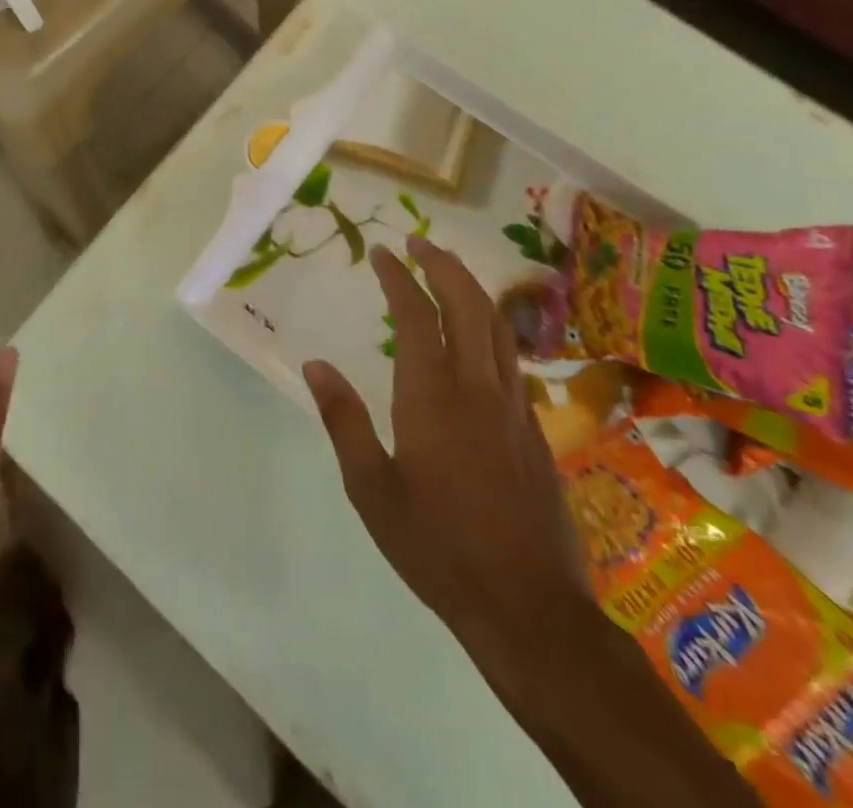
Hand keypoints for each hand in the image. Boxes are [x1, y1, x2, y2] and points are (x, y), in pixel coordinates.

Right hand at [303, 240, 756, 807]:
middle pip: (468, 305)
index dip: (399, 278)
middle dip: (444, 266)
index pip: (416, 315)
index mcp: (432, 396)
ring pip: (499, 327)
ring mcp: (514, 408)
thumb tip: (315, 364)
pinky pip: (513, 359)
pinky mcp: (536, 431)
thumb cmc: (437, 545)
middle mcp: (478, 388)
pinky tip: (479, 339)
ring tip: (448, 273)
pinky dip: (492, 328)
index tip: (383, 253)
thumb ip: (343, 419)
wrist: (529, 608)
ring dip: (472, 289)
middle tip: (419, 244)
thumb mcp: (371, 488)